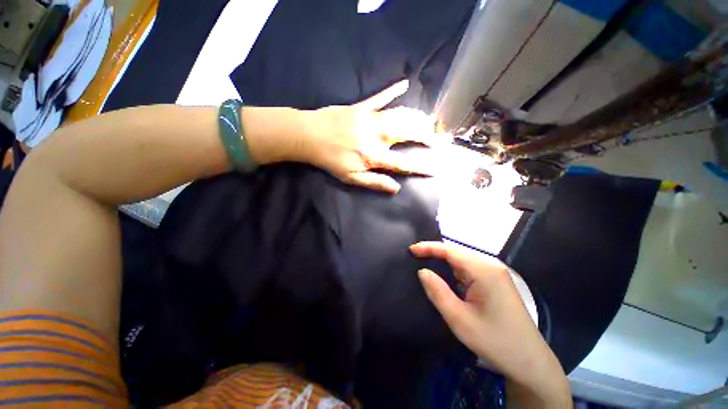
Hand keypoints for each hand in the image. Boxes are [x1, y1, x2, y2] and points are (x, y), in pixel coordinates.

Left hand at [301, 80, 436, 192]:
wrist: (309, 136)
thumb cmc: (330, 160)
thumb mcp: (351, 177)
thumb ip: (374, 183)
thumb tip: (396, 188)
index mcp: (374, 156)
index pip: (403, 163)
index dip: (421, 167)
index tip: (436, 168)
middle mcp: (377, 136)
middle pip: (407, 133)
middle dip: (425, 136)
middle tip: (436, 138)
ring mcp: (370, 118)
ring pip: (400, 115)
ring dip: (416, 117)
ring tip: (427, 121)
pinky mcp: (362, 107)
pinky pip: (380, 96)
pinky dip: (392, 90)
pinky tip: (404, 82)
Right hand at [410, 241, 570, 405]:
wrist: (530, 361)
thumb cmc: (495, 341)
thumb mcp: (460, 319)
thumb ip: (438, 292)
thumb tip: (422, 271)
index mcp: (484, 271)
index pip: (450, 250)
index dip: (428, 247)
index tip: (411, 249)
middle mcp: (490, 265)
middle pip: (456, 252)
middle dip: (434, 253)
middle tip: (415, 256)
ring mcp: (495, 272)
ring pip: (462, 260)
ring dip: (443, 261)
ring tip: (424, 261)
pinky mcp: (495, 280)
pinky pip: (469, 268)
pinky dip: (453, 269)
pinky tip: (444, 274)